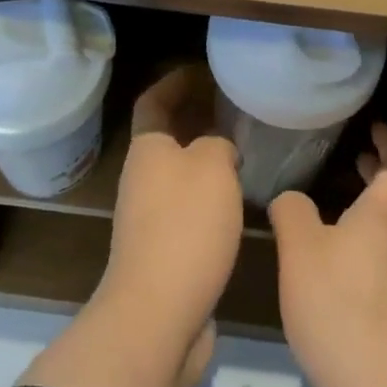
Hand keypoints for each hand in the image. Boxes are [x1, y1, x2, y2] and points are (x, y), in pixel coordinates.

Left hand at [99, 63, 244, 351]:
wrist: (158, 315)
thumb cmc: (185, 227)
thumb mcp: (212, 167)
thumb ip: (218, 145)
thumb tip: (218, 149)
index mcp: (147, 150)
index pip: (153, 101)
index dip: (174, 82)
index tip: (203, 70)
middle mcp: (142, 179)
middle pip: (166, 136)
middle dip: (195, 118)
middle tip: (233, 108)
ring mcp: (149, 218)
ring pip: (179, 174)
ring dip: (205, 158)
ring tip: (244, 149)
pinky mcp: (164, 252)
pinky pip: (187, 208)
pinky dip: (210, 195)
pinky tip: (239, 200)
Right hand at [269, 123, 386, 386]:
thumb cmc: (344, 310)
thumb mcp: (301, 251)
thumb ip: (292, 213)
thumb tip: (290, 199)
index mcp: (383, 217)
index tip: (374, 127)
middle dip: (376, 177)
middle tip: (352, 158)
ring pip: (383, 237)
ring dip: (363, 218)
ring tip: (326, 213)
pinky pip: (374, 271)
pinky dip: (355, 255)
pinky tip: (323, 272)